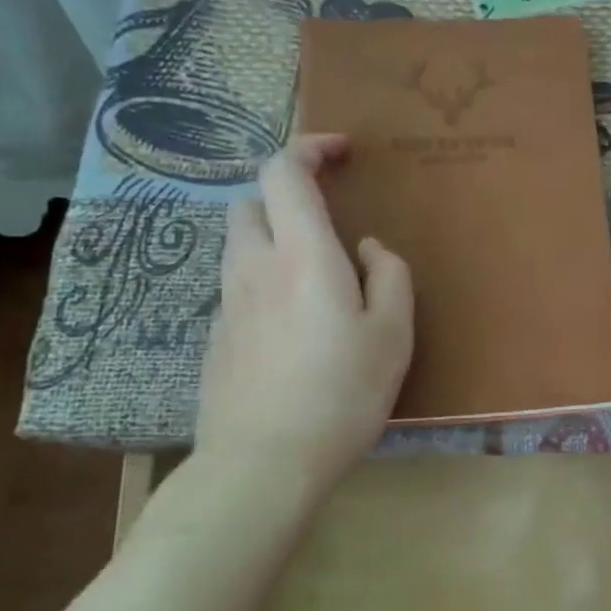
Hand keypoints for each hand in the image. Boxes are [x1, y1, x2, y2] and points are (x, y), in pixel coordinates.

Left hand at [195, 135, 413, 484]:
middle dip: (286, 196)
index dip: (309, 148)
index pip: (283, 171)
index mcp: (301, 254)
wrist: (263, 461)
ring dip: (273, 238)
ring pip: (240, 245)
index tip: (342, 153)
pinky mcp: (217, 338)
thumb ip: (388, 275)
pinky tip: (294, 326)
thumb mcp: (393, 334)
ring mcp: (227, 303)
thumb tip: (366, 248)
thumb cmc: (341, 393)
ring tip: (314, 276)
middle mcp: (253, 266)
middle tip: (327, 222)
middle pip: (251, 202)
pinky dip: (264, 282)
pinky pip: (239, 287)